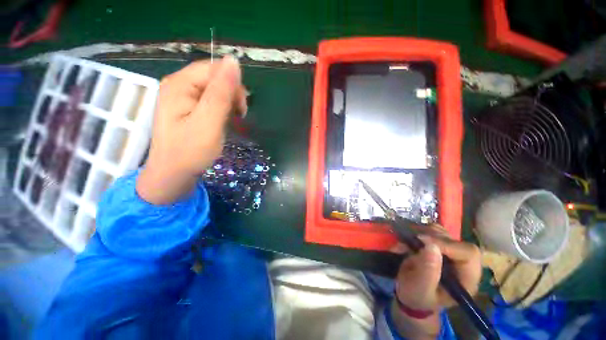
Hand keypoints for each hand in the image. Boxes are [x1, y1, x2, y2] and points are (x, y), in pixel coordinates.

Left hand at [137, 56, 246, 203]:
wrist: (173, 175)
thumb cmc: (190, 152)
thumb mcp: (209, 122)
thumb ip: (221, 93)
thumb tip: (234, 61)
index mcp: (179, 84)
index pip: (213, 69)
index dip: (232, 84)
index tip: (241, 108)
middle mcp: (178, 86)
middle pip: (213, 77)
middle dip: (231, 94)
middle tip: (239, 116)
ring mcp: (182, 98)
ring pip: (214, 89)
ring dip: (229, 102)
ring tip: (233, 119)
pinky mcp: (188, 109)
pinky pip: (210, 100)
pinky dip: (222, 109)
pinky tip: (224, 120)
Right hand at [389, 234, 480, 338]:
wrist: (409, 292)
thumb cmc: (417, 296)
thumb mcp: (420, 289)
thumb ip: (428, 272)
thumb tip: (432, 246)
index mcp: (466, 278)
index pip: (468, 253)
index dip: (447, 244)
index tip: (422, 241)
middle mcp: (462, 262)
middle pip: (455, 240)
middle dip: (431, 237)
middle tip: (412, 239)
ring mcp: (450, 251)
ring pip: (442, 232)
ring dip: (423, 232)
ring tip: (408, 240)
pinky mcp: (438, 244)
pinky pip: (431, 230)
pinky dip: (419, 230)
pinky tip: (410, 238)